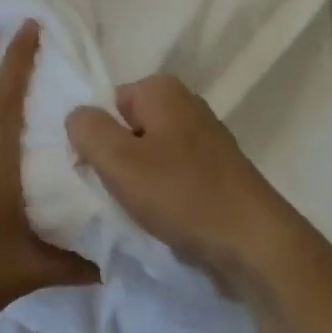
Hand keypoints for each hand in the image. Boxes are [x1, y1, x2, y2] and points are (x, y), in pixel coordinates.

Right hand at [65, 74, 305, 300]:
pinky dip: (164, 194)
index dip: (97, 136)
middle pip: (129, 128)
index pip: (107, 103)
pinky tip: (164, 217)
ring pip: (150, 154)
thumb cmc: (181, 194)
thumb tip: (78, 116)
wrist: (253, 243)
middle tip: (117, 191)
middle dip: (117, 158)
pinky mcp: (217, 171)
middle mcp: (186, 104)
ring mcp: (206, 139)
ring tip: (141, 208)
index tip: (98, 170)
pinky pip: (173, 175)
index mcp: (162, 90)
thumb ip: (87, 130)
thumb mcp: (118, 161)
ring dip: (139, 181)